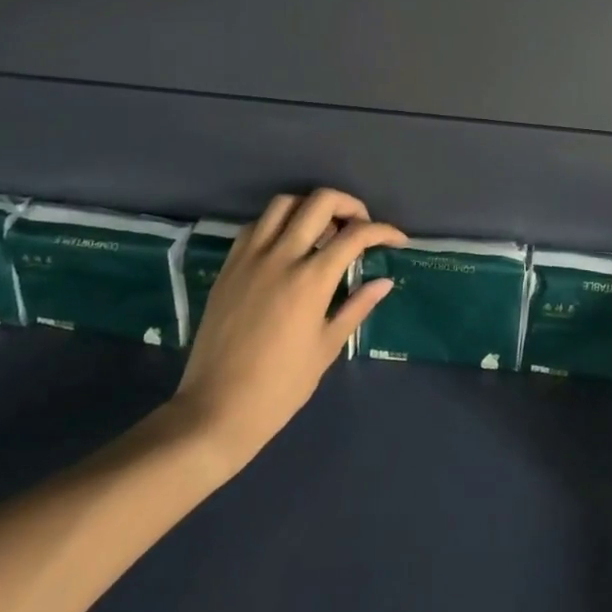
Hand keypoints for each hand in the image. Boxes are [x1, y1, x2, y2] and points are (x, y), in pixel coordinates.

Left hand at [169, 189, 402, 482]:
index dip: (383, 231)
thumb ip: (356, 307)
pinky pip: (255, 226)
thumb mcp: (327, 348)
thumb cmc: (280, 387)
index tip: (397, 240)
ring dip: (311, 207)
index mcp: (311, 279)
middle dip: (350, 205)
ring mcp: (250, 258)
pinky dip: (278, 223)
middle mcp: (281, 256)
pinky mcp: (228, 267)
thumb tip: (384, 282)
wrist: (215, 411)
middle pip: (321, 201)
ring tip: (323, 230)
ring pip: (284, 203)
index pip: (356, 234)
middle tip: (360, 226)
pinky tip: (287, 245)